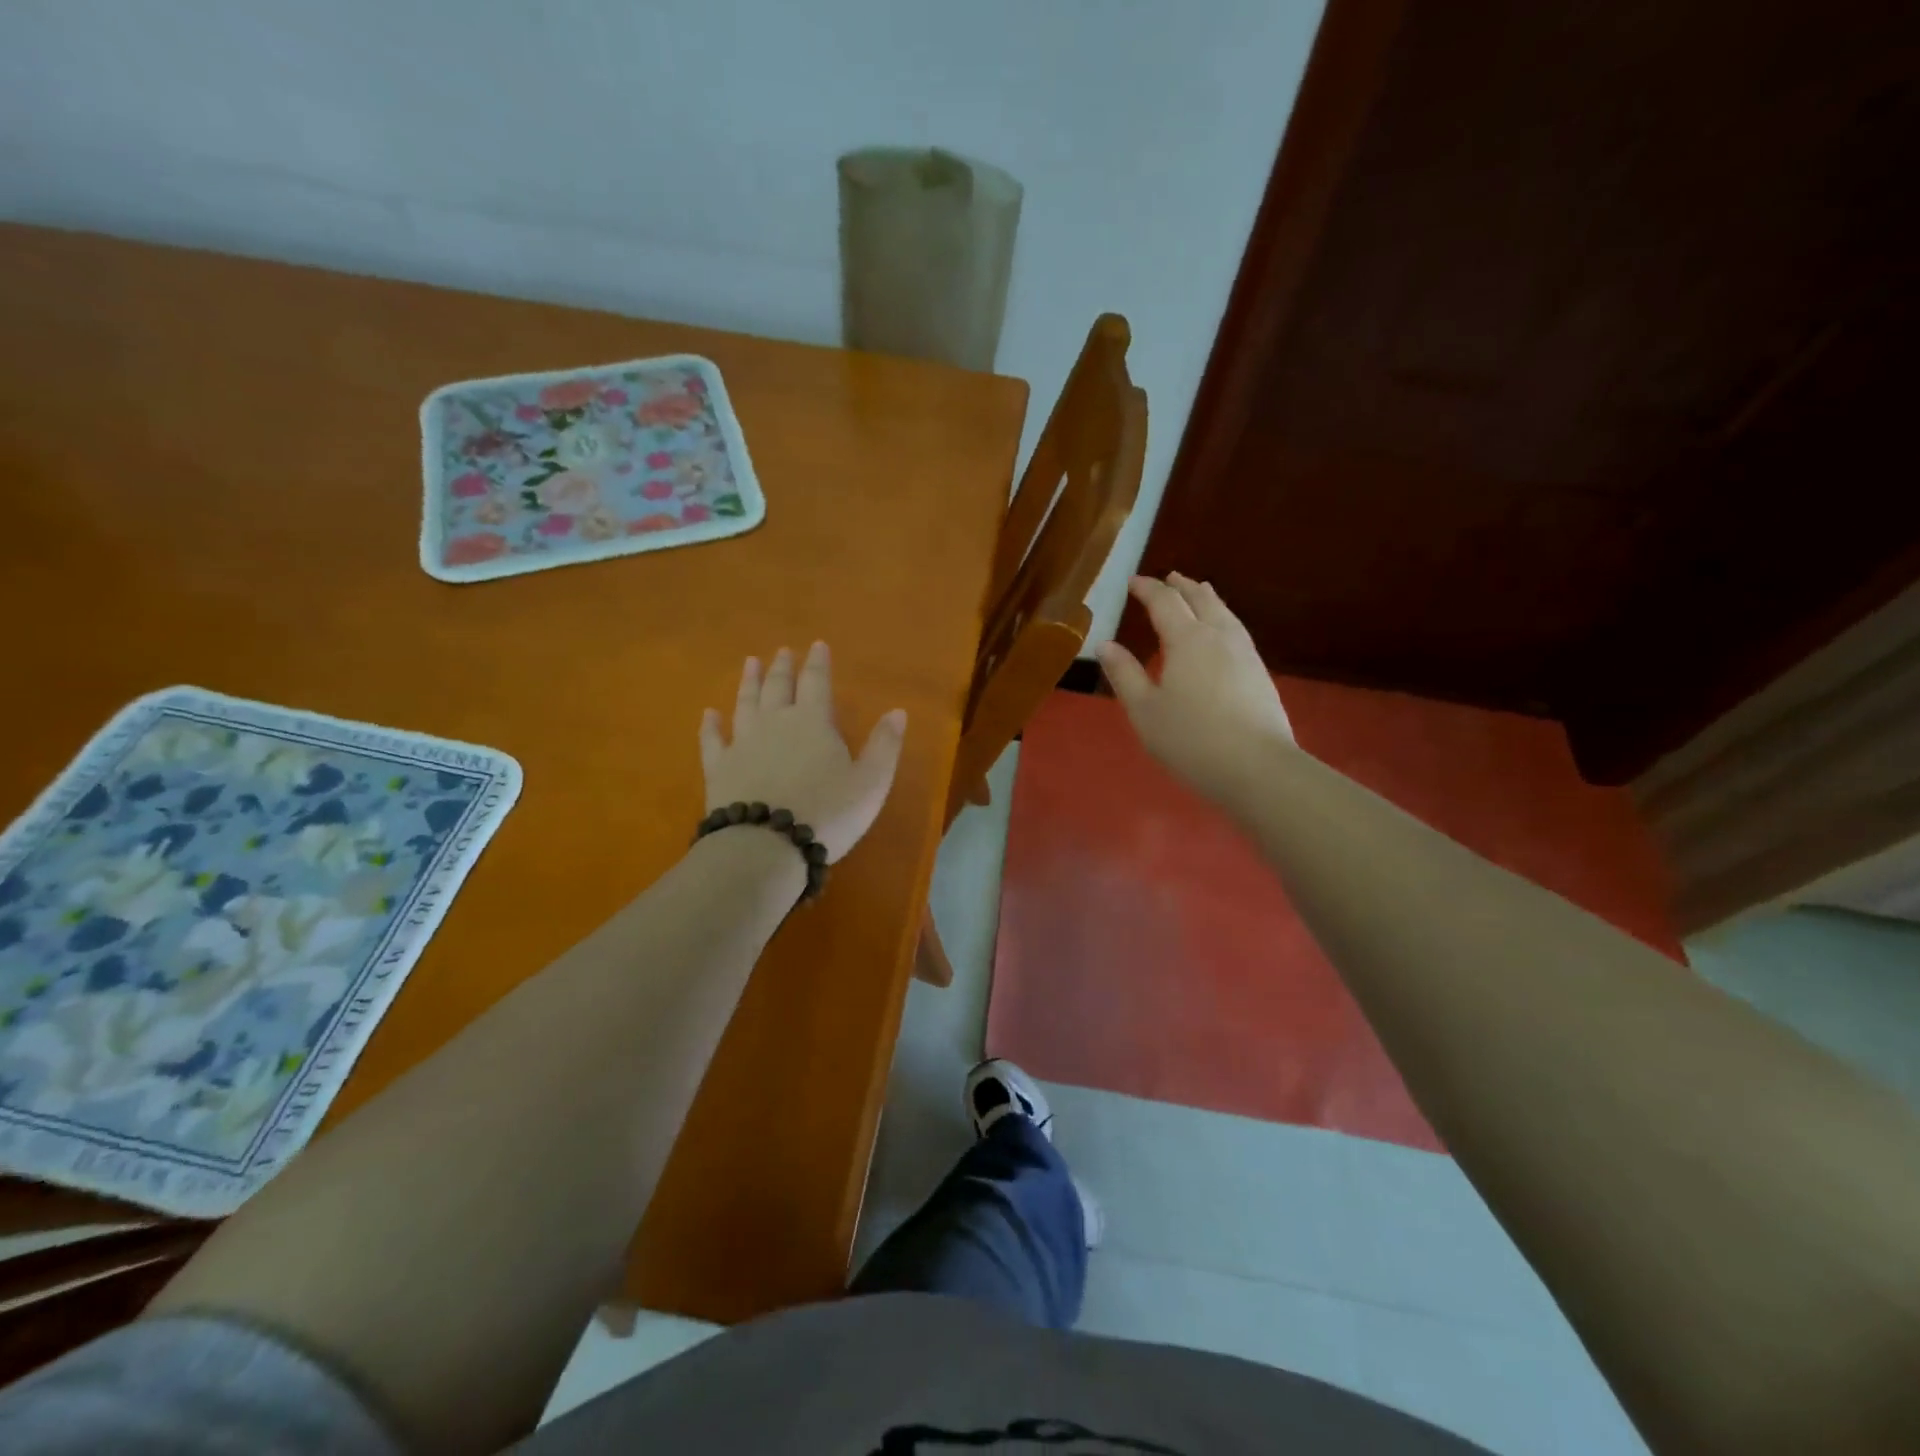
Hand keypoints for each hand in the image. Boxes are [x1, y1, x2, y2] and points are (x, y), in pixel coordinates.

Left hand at [699, 642, 907, 862]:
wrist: (766, 845)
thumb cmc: (827, 813)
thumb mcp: (870, 782)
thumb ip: (884, 745)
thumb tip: (898, 711)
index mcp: (814, 722)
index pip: (817, 682)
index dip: (818, 663)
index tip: (817, 645)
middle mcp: (775, 723)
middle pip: (778, 687)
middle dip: (783, 667)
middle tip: (782, 651)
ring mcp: (743, 743)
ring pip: (745, 704)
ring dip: (749, 682)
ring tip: (750, 663)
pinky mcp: (719, 768)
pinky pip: (713, 740)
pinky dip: (711, 725)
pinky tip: (709, 714)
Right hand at [1096, 573, 1294, 801]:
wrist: (1257, 767)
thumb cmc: (1190, 739)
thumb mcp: (1144, 711)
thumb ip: (1124, 674)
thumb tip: (1105, 645)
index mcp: (1186, 639)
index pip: (1164, 602)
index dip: (1147, 589)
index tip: (1133, 582)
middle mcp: (1218, 636)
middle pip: (1200, 599)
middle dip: (1182, 586)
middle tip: (1169, 577)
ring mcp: (1245, 653)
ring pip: (1224, 612)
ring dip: (1207, 598)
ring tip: (1199, 592)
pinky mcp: (1260, 672)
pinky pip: (1237, 630)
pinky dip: (1223, 618)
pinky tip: (1223, 632)